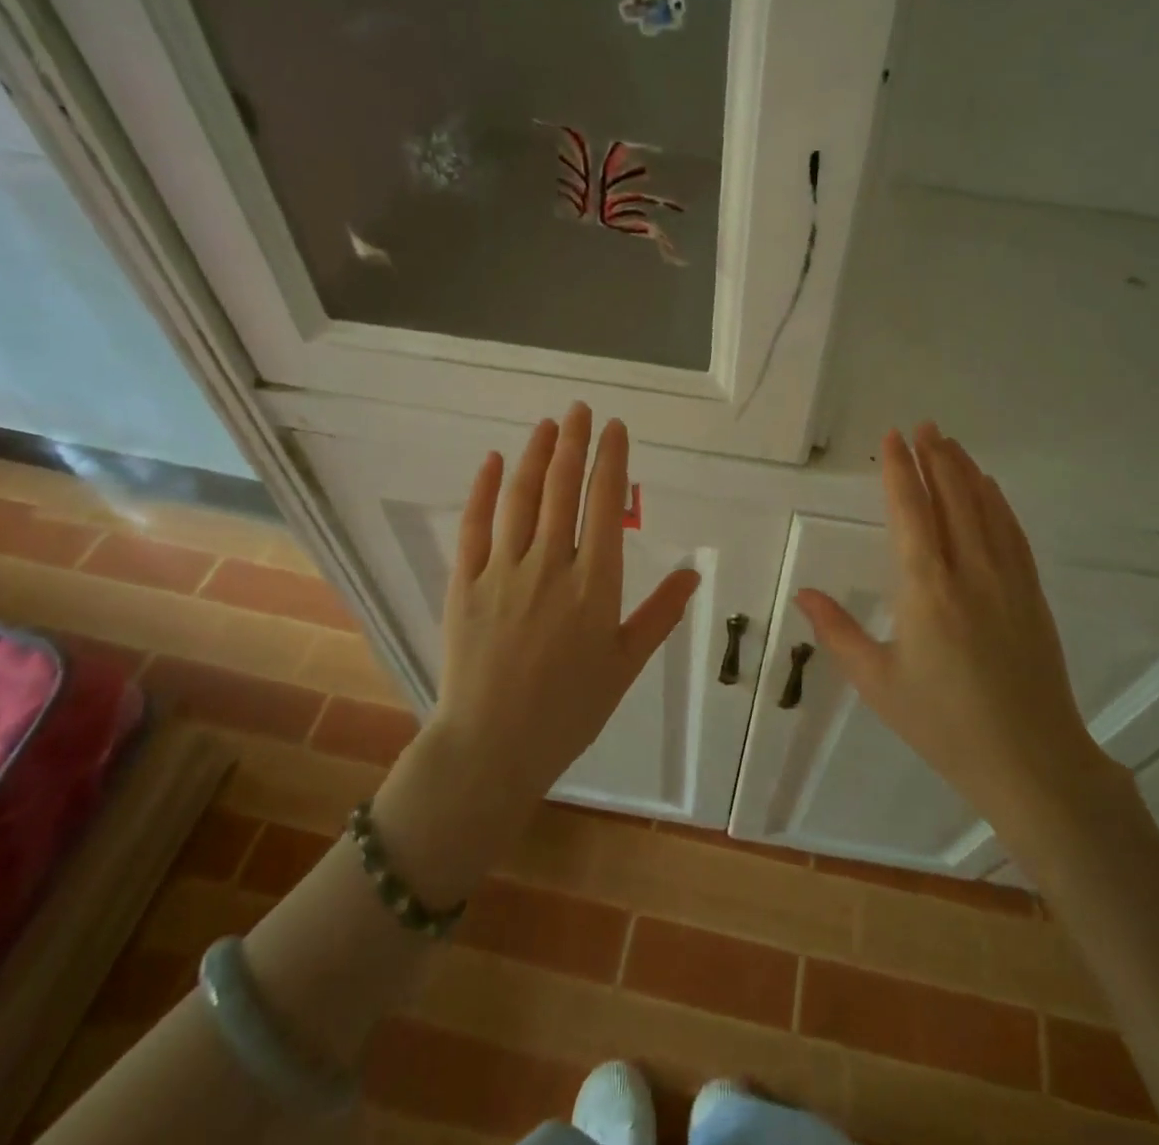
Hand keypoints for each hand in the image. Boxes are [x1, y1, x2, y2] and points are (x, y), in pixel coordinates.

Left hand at [428, 403, 700, 807]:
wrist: (492, 748)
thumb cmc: (569, 710)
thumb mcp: (625, 665)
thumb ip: (659, 614)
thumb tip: (694, 573)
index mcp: (594, 585)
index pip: (605, 505)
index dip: (610, 460)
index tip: (615, 428)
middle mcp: (550, 566)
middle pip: (563, 489)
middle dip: (574, 442)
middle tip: (581, 410)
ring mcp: (502, 572)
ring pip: (521, 498)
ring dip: (536, 455)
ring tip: (548, 424)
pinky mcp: (464, 584)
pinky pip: (474, 526)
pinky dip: (484, 490)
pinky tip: (495, 462)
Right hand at [795, 423, 1119, 837]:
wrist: (1031, 761)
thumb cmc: (944, 724)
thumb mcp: (879, 683)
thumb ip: (838, 633)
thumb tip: (803, 592)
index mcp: (926, 589)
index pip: (910, 512)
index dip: (899, 471)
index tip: (893, 438)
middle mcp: (969, 571)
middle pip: (952, 498)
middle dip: (935, 457)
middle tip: (923, 425)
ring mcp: (1007, 580)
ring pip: (985, 509)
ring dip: (966, 471)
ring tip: (949, 442)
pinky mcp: (1031, 593)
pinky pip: (1012, 533)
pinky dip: (998, 502)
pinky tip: (990, 488)